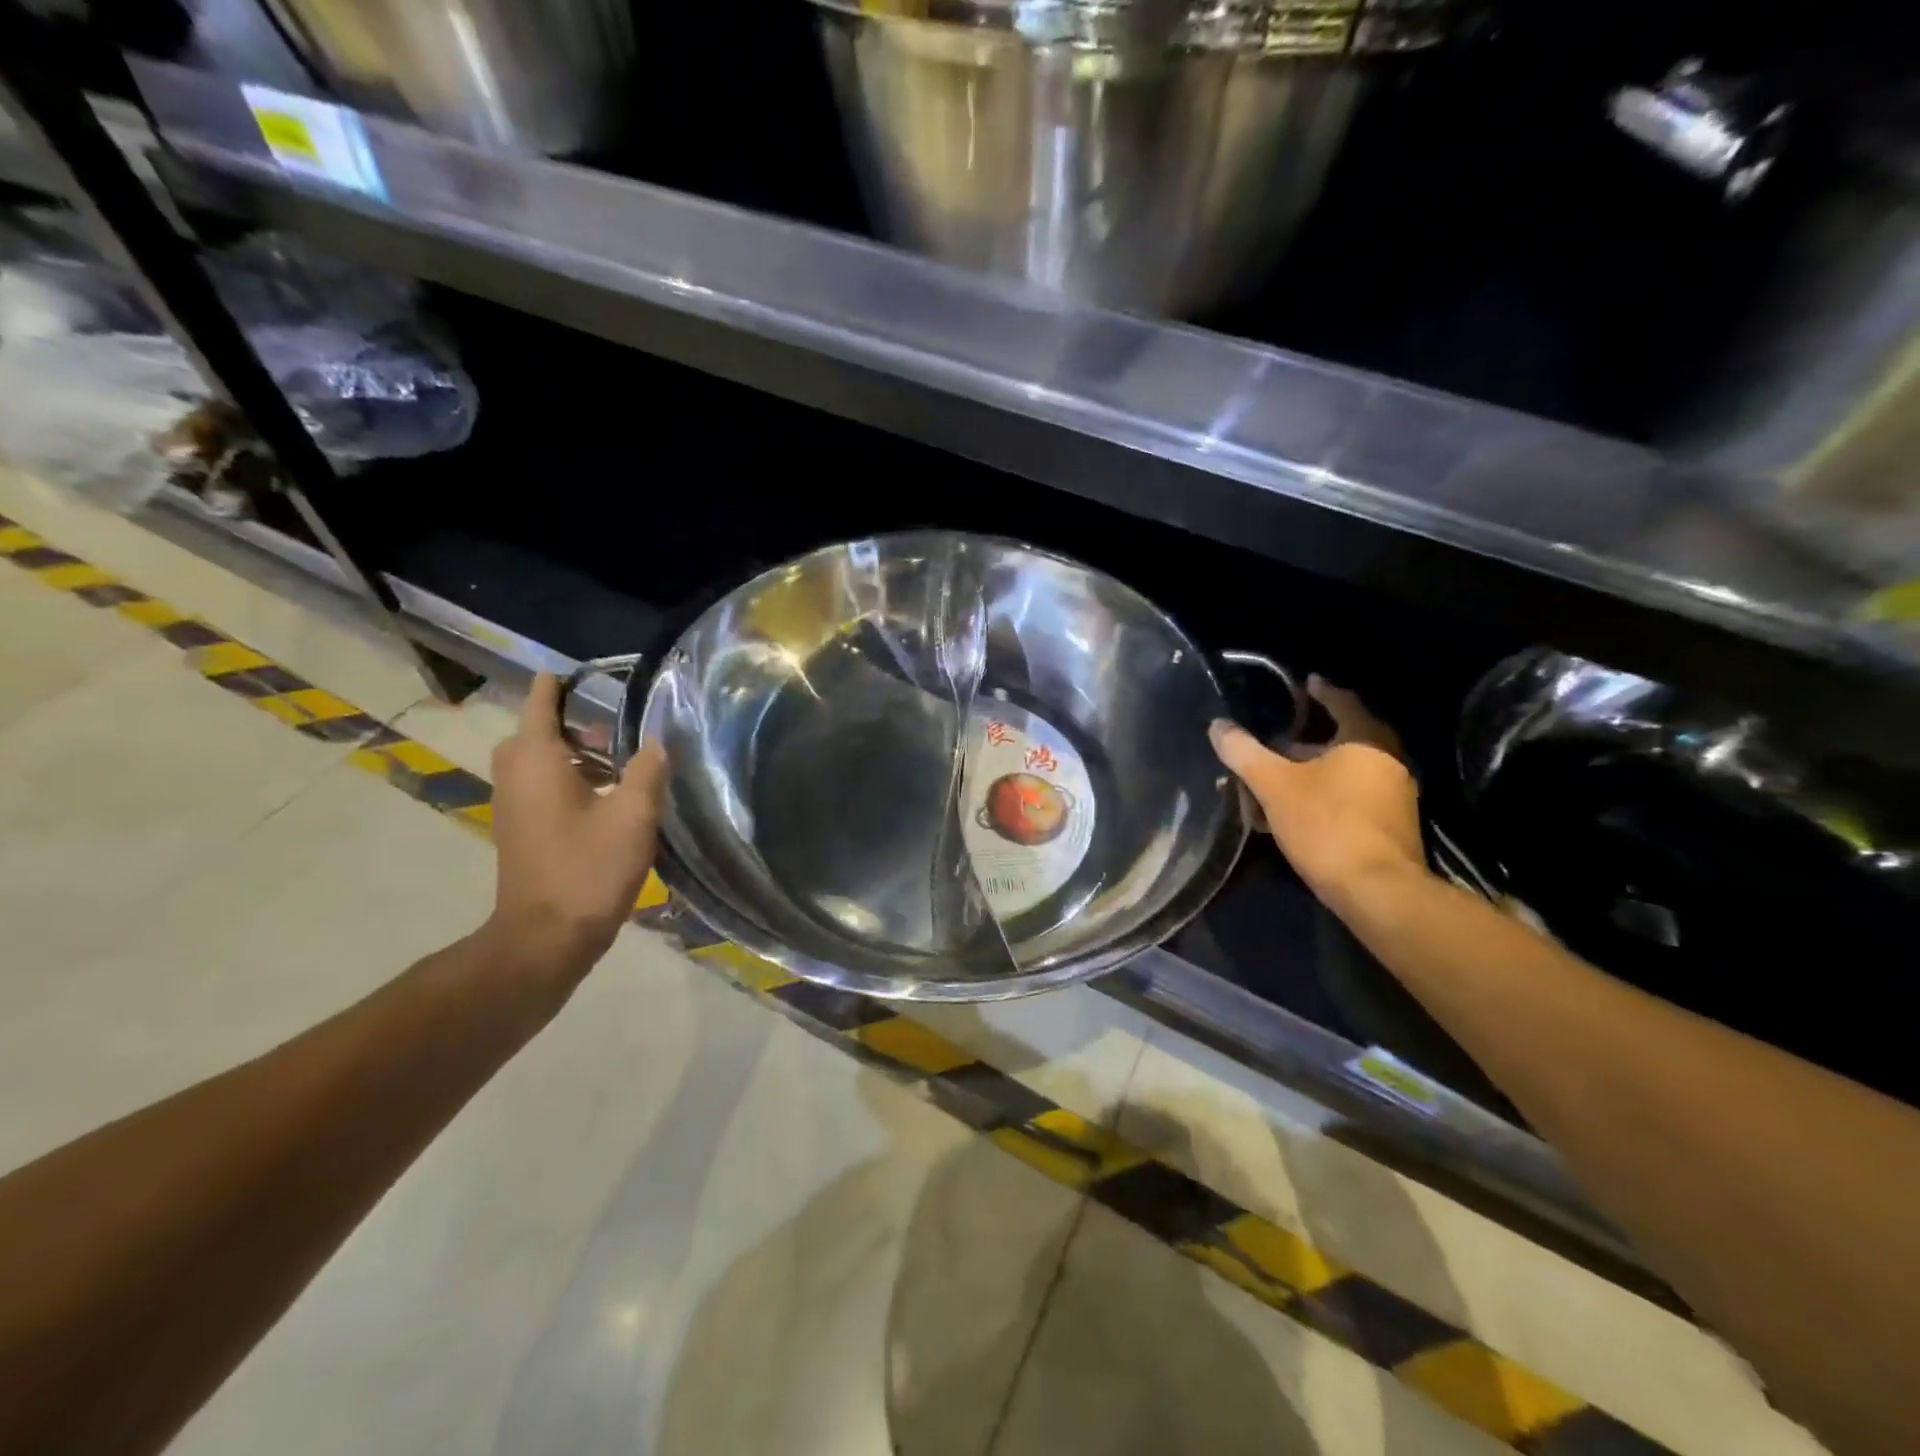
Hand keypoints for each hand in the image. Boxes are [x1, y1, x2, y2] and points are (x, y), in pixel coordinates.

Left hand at [483, 672, 667, 990]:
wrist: (546, 938)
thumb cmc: (588, 869)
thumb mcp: (633, 816)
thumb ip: (647, 771)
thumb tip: (657, 741)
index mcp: (538, 762)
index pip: (541, 703)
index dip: (560, 683)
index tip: (589, 671)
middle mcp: (517, 776)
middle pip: (534, 732)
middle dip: (568, 719)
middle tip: (611, 719)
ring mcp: (515, 806)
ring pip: (537, 761)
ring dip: (571, 751)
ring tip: (617, 754)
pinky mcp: (523, 830)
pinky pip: (540, 786)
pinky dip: (567, 777)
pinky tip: (606, 793)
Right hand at [1210, 675, 1424, 910]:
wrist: (1377, 890)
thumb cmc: (1326, 825)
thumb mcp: (1274, 786)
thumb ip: (1245, 754)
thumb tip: (1218, 726)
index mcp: (1365, 741)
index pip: (1343, 703)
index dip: (1322, 692)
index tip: (1307, 683)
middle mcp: (1388, 762)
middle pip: (1347, 739)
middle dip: (1312, 737)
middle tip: (1282, 736)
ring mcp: (1395, 797)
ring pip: (1348, 772)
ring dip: (1317, 770)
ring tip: (1282, 777)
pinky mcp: (1392, 828)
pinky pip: (1354, 797)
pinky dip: (1328, 795)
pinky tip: (1300, 812)